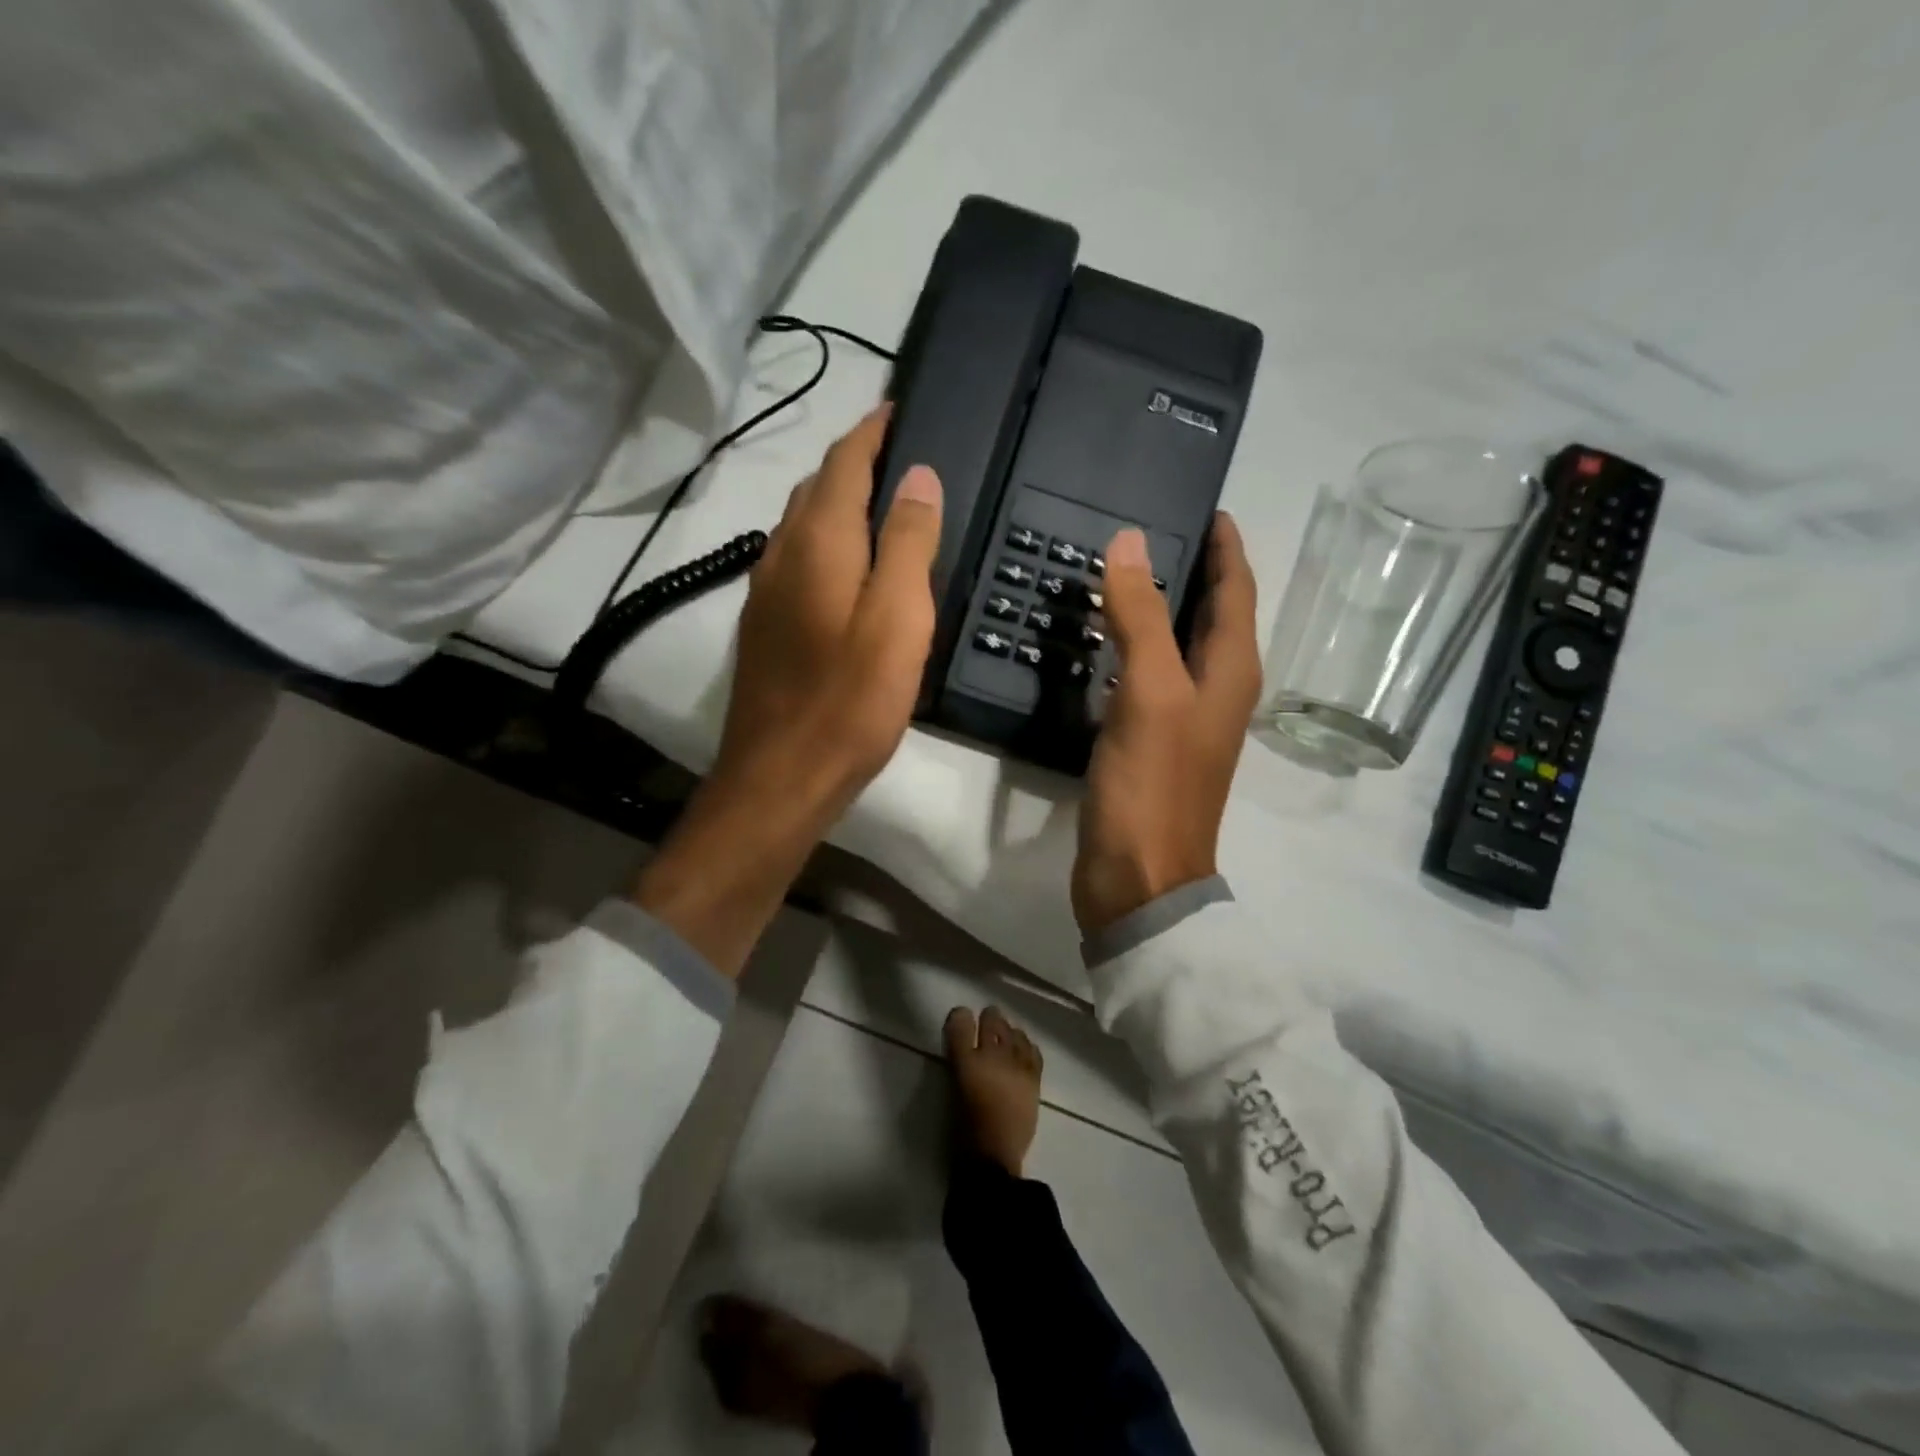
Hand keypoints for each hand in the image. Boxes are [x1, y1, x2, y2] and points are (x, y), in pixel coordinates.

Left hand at [716, 404, 942, 810]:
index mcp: (818, 541)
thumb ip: (908, 542)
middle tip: (904, 460)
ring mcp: (765, 591)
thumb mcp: (898, 618)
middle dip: (855, 463)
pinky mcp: (764, 627)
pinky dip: (826, 544)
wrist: (782, 776)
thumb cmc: (850, 699)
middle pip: (816, 488)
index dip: (873, 430)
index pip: (843, 461)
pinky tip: (848, 570)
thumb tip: (917, 475)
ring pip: (802, 525)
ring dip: (838, 504)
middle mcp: (781, 553)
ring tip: (883, 508)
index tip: (902, 408)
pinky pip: (797, 562)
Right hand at [1072, 514, 1260, 935]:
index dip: (1225, 546)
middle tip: (1150, 528)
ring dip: (1159, 606)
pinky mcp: (1152, 740)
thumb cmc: (1153, 785)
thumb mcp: (1150, 692)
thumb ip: (1141, 617)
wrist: (1139, 877)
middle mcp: (1217, 689)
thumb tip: (1130, 543)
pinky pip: (1148, 675)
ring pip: (1178, 644)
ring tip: (1121, 572)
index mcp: (1232, 671)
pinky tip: (1102, 639)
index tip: (1205, 505)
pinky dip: (1132, 646)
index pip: (1237, 590)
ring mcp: (1184, 718)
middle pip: (1212, 613)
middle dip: (1192, 568)